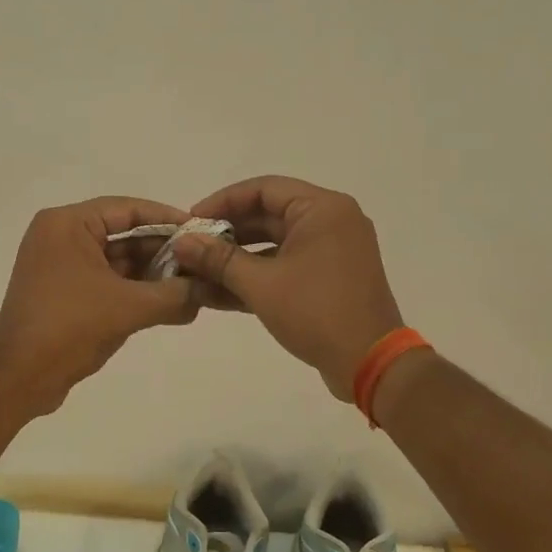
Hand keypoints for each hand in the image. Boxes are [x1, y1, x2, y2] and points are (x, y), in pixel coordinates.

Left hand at [0, 196, 202, 415]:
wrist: (19, 378)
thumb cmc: (70, 327)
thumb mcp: (129, 307)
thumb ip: (174, 294)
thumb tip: (210, 290)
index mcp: (67, 225)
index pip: (127, 209)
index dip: (167, 219)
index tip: (202, 230)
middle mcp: (61, 238)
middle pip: (123, 235)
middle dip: (163, 251)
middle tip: (203, 263)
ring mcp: (60, 267)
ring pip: (117, 262)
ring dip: (153, 275)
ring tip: (195, 286)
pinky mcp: (63, 294)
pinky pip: (107, 283)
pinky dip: (135, 292)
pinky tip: (171, 305)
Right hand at [173, 176, 403, 401]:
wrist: (369, 362)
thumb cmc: (316, 312)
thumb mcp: (261, 284)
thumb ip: (218, 259)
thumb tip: (182, 242)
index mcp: (322, 209)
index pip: (263, 189)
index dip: (223, 201)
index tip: (191, 220)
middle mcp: (332, 222)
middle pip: (269, 215)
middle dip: (227, 233)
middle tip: (191, 247)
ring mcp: (333, 251)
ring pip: (275, 244)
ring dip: (238, 258)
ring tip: (198, 271)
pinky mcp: (330, 279)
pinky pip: (287, 266)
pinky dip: (258, 276)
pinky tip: (220, 292)